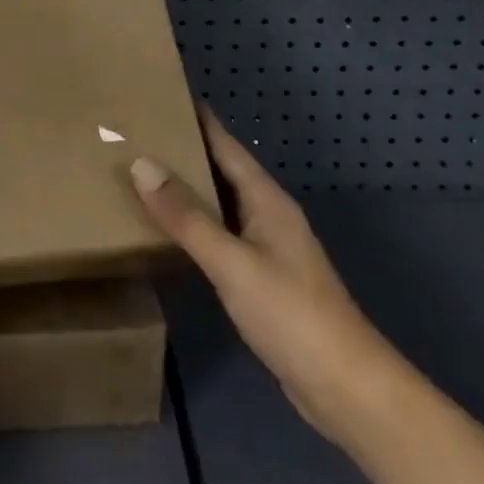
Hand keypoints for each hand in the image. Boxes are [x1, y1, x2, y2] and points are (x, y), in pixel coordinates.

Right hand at [130, 105, 394, 440]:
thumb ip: (186, 216)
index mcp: (265, 199)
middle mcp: (266, 214)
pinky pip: (219, 234)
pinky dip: (193, 223)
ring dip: (185, 187)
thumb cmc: (292, 314)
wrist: (347, 390)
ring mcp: (266, 248)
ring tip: (141, 171)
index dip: (195, 117)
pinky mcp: (261, 279)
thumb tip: (141, 163)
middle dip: (182, 149)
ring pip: (218, 203)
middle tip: (135, 131)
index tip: (161, 92)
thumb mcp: (232, 262)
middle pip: (219, 169)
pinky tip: (168, 229)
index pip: (224, 143)